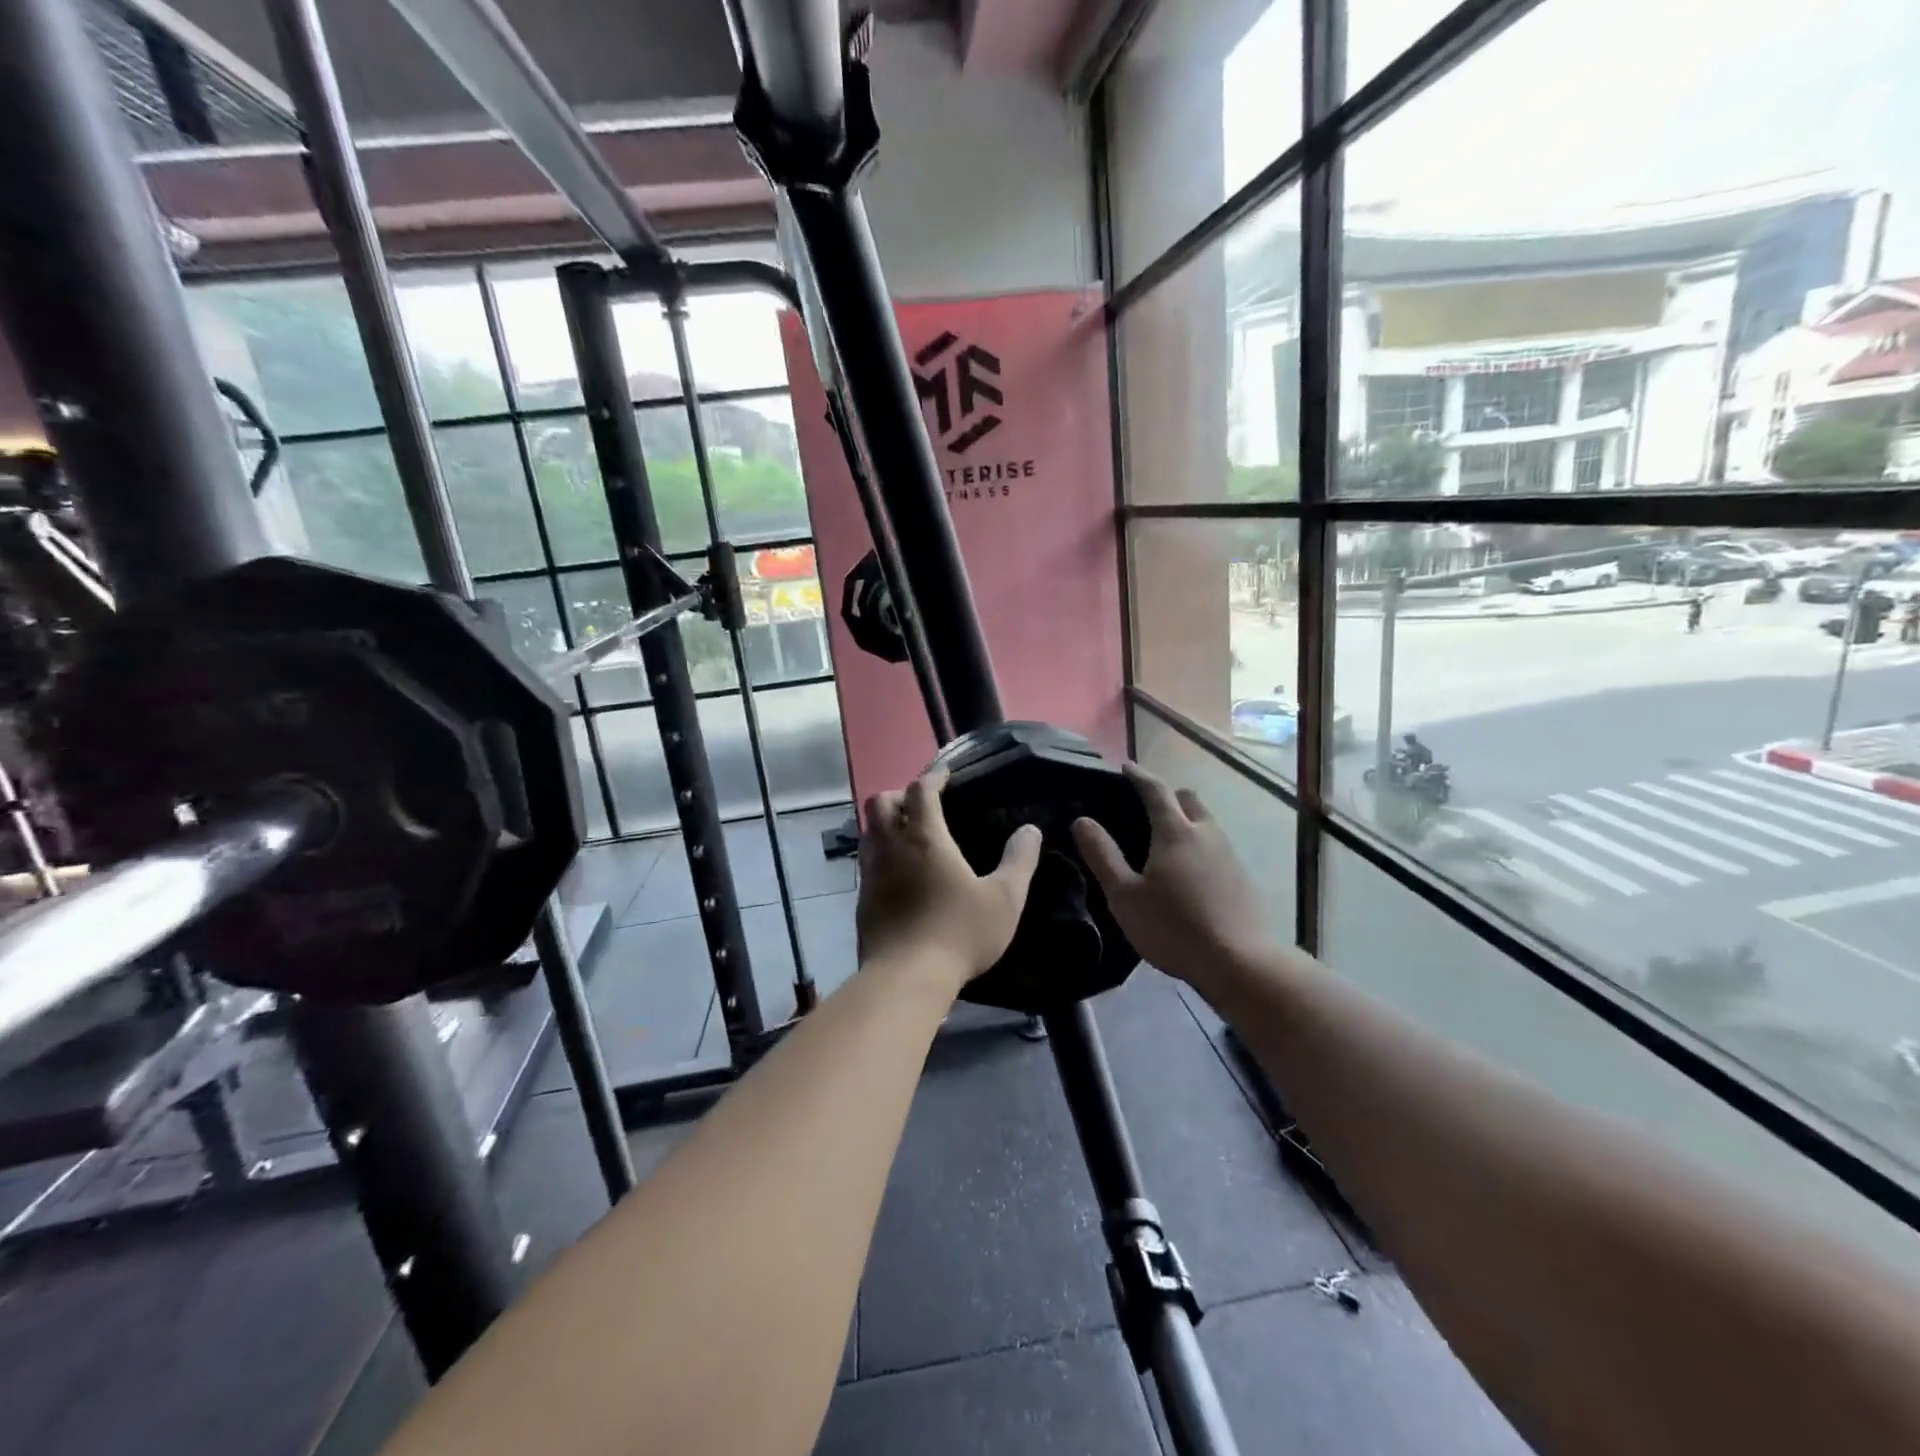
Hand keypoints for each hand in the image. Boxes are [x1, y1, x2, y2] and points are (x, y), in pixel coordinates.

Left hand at [857, 767, 1042, 994]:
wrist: (906, 978)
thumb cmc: (959, 932)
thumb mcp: (1005, 898)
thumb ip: (1020, 861)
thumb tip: (1031, 830)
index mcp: (925, 837)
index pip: (920, 790)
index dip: (933, 777)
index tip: (945, 776)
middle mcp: (891, 847)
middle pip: (880, 802)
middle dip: (900, 794)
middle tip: (922, 805)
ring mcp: (871, 873)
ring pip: (868, 831)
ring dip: (885, 823)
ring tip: (908, 834)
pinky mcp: (862, 899)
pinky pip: (866, 861)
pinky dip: (880, 853)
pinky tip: (898, 872)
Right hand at [1072, 764, 1272, 992]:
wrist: (1239, 962)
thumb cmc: (1173, 926)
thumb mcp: (1125, 895)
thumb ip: (1102, 855)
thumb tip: (1082, 821)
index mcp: (1175, 831)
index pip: (1155, 789)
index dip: (1139, 775)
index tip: (1126, 767)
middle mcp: (1206, 833)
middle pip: (1188, 799)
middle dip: (1167, 795)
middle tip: (1145, 805)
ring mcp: (1228, 854)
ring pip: (1206, 822)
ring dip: (1185, 820)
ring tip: (1164, 840)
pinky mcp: (1241, 877)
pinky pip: (1216, 846)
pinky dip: (1198, 845)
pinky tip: (1188, 871)